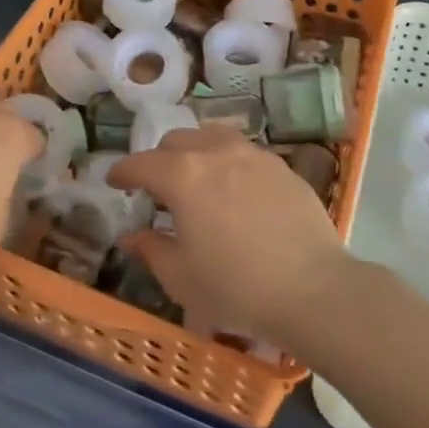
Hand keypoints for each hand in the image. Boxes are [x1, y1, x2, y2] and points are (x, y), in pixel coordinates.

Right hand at [110, 127, 348, 347]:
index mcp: (182, 175)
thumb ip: (152, 250)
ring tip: (197, 181)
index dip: (122, 172)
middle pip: (176, 141)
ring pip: (211, 138)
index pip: (140, 163)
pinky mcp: (281, 165)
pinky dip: (228, 163)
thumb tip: (132, 237)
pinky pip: (243, 153)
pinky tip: (235, 192)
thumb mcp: (182, 278)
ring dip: (194, 153)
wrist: (314, 289)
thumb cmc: (237, 286)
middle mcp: (214, 152)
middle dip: (159, 160)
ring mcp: (252, 154)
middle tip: (158, 188)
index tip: (114, 181)